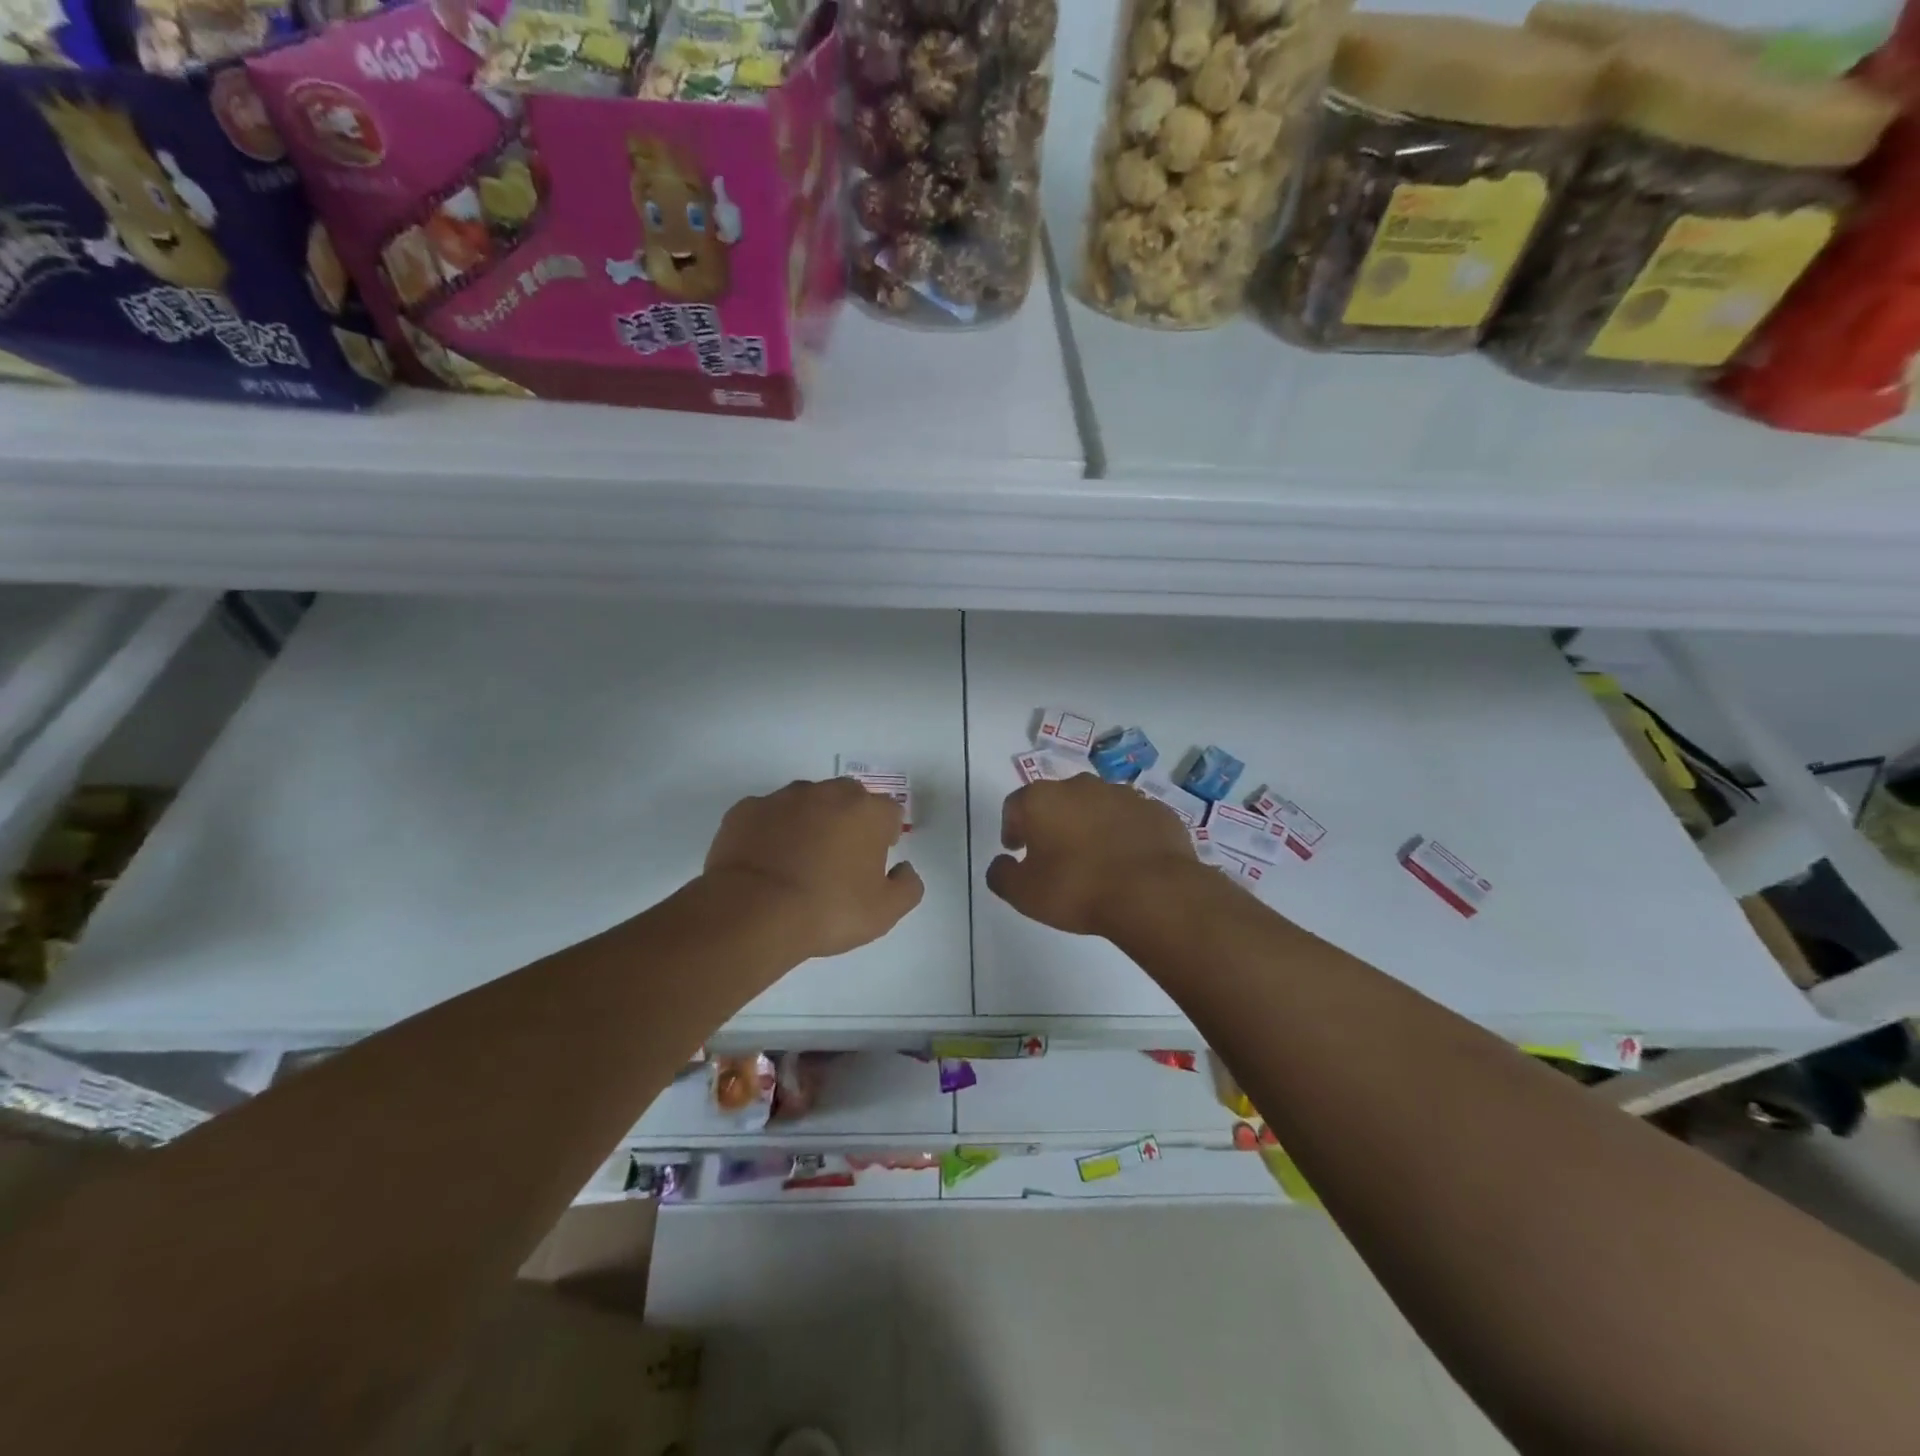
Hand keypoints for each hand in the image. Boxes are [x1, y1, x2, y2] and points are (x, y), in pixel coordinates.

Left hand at [703, 778, 923, 959]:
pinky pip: (767, 815)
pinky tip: (766, 861)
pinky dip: (770, 830)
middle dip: (848, 820)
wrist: (753, 912)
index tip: (874, 861)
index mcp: (867, 811)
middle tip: (839, 858)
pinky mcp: (746, 809)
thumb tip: (904, 869)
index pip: (889, 812)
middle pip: (848, 798)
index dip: (885, 835)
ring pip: (806, 801)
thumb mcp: (884, 912)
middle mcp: (828, 793)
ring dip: (809, 821)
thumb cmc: (828, 910)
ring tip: (799, 860)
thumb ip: (907, 887)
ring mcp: (783, 797)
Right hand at [986, 777, 1199, 937]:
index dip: (1012, 828)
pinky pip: (1131, 819)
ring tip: (1095, 860)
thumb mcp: (1024, 894)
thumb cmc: (1077, 889)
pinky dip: (1125, 834)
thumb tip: (1001, 863)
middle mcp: (1081, 786)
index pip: (1015, 806)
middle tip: (1054, 855)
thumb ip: (1002, 875)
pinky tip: (1128, 862)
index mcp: (1042, 799)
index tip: (1017, 851)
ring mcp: (1123, 794)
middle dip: (1053, 823)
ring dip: (1091, 826)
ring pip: (1097, 806)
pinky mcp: (1156, 810)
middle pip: (1057, 800)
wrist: (1153, 893)